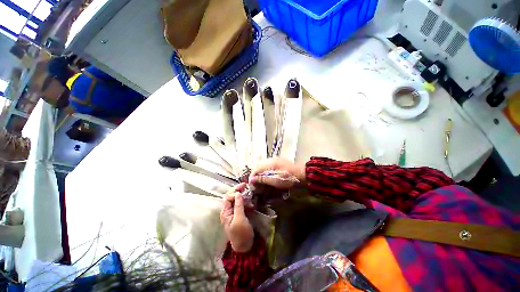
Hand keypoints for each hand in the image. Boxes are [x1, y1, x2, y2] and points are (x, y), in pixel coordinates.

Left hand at [220, 183, 253, 252]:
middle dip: (238, 191)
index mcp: (225, 212)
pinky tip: (251, 201)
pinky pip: (241, 204)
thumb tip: (237, 193)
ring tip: (249, 193)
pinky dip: (246, 201)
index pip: (227, 197)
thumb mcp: (239, 220)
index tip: (243, 189)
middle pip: (231, 197)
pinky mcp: (240, 214)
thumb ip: (238, 206)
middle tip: (246, 186)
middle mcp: (228, 211)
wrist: (245, 247)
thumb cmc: (241, 234)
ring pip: (236, 200)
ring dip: (242, 195)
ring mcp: (234, 212)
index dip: (234, 192)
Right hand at [249, 158, 305, 188]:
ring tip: (261, 182)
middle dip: (256, 175)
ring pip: (263, 166)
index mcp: (270, 163)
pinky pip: (268, 166)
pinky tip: (268, 178)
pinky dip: (266, 173)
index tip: (252, 184)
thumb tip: (251, 179)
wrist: (302, 174)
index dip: (252, 176)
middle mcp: (271, 160)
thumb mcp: (275, 181)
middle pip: (259, 166)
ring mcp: (275, 160)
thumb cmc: (289, 179)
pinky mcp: (278, 162)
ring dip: (261, 174)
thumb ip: (263, 179)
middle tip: (256, 183)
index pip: (256, 168)